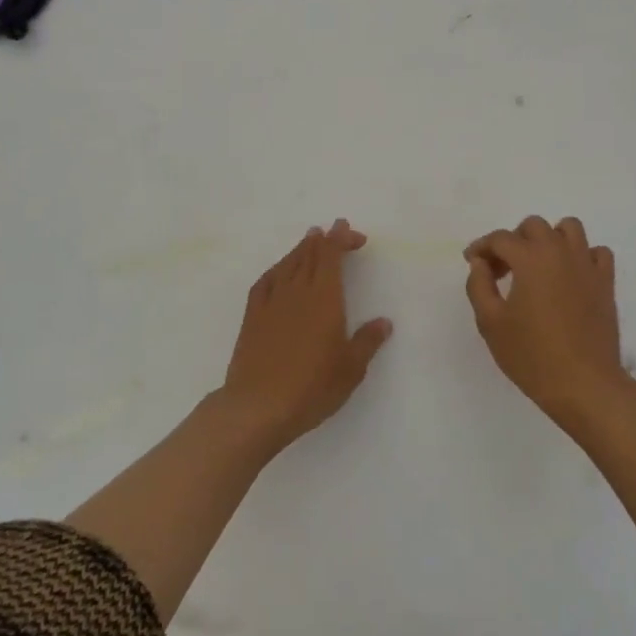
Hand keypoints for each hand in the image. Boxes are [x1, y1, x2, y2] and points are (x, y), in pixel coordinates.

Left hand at [221, 220, 392, 449]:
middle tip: (334, 230)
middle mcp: (297, 292)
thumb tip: (383, 322)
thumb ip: (367, 341)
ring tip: (309, 240)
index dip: (339, 238)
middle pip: (310, 255)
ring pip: (287, 264)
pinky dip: (276, 269)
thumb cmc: (311, 388)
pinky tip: (279, 271)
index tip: (346, 228)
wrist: (258, 407)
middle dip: (324, 240)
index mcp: (325, 299)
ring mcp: (271, 303)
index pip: (331, 256)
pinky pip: (265, 282)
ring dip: (300, 249)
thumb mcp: (350, 369)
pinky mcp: (252, 317)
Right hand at [464, 215, 627, 426]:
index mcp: (530, 258)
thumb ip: (479, 285)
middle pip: (534, 226)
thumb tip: (480, 262)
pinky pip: (597, 252)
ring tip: (538, 264)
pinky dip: (582, 255)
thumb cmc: (531, 355)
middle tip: (502, 269)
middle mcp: (560, 251)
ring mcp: (587, 265)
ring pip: (569, 228)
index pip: (500, 238)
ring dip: (550, 238)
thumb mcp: (490, 323)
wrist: (584, 384)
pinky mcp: (606, 282)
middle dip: (513, 240)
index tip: (472, 262)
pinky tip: (570, 275)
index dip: (481, 247)